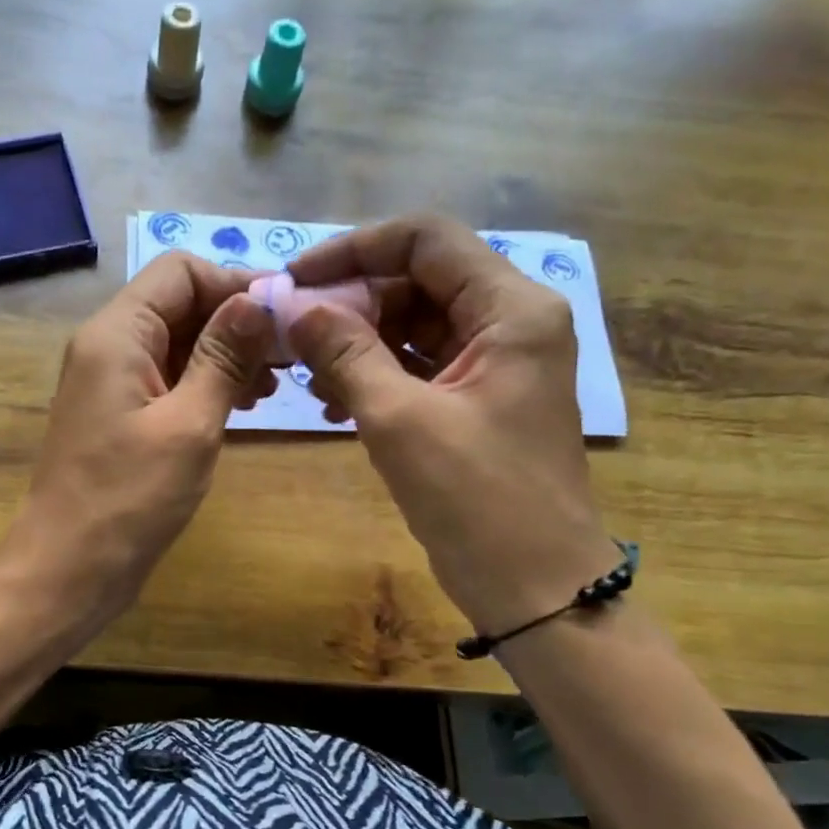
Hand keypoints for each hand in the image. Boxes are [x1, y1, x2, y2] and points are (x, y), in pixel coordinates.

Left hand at [0, 252, 275, 630]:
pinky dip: (205, 383)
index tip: (286, 318)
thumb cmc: (129, 499)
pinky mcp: (120, 414)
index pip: (180, 272)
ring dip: (226, 355)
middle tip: (289, 359)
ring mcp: (112, 381)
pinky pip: (168, 378)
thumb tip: (257, 300)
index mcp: (117, 334)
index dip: (236, 284)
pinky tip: (240, 407)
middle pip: (180, 303)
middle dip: (236, 322)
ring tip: (271, 389)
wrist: (68, 571)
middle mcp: (108, 345)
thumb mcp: (189, 425)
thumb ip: (224, 357)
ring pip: (178, 342)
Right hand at [284, 216, 612, 638]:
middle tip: (293, 335)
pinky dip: (375, 372)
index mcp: (511, 309)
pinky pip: (418, 364)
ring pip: (413, 323)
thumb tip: (293, 307)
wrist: (536, 589)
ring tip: (306, 373)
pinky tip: (333, 400)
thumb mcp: (400, 420)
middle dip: (351, 301)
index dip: (354, 249)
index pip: (426, 239)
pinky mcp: (478, 397)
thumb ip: (345, 353)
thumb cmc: (477, 501)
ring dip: (357, 340)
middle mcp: (510, 321)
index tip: (296, 280)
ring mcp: (495, 361)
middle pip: (417, 279)